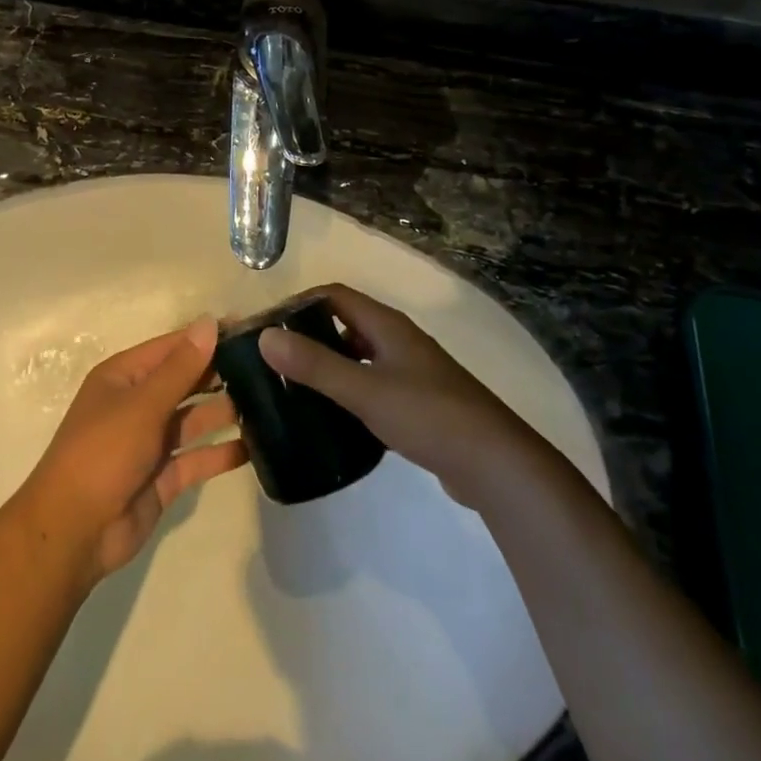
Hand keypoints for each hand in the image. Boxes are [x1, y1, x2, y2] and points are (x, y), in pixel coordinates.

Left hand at [20, 320, 246, 585]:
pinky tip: (255, 446)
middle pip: (185, 381)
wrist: (74, 532)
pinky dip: (222, 453)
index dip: (206, 338)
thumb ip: (181, 367)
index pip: (172, 347)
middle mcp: (137, 404)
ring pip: (194, 419)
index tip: (248, 330)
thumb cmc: (103, 452)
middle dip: (220, 374)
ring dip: (225, 411)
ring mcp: (151, 443)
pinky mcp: (163, 478)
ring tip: (269, 402)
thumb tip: (208, 323)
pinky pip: (198, 458)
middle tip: (267, 367)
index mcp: (123, 377)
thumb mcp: (142, 404)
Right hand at [257, 285, 537, 509]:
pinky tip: (334, 418)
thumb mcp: (365, 390)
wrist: (496, 464)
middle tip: (276, 361)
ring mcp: (411, 371)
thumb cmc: (428, 416)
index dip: (299, 303)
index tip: (268, 327)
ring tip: (296, 389)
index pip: (334, 296)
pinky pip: (373, 385)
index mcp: (386, 326)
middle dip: (310, 335)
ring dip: (329, 365)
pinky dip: (349, 391)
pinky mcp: (418, 403)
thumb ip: (315, 365)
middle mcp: (398, 340)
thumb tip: (265, 336)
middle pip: (345, 323)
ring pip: (359, 356)